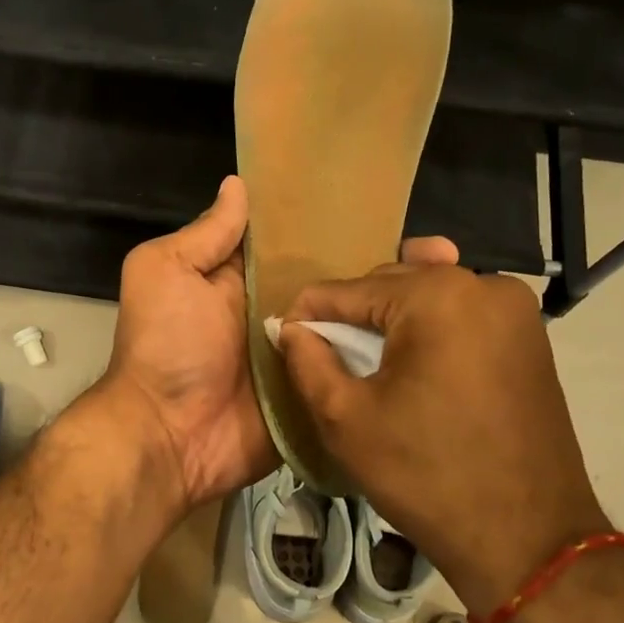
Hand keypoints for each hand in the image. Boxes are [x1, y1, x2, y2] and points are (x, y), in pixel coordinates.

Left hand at [100, 177, 467, 518]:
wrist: (170, 437)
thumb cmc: (166, 345)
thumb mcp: (166, 272)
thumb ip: (206, 235)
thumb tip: (238, 184)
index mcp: (246, 279)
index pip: (299, 243)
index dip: (337, 224)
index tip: (390, 206)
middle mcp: (280, 313)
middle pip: (337, 283)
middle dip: (385, 265)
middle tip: (446, 253)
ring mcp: (304, 356)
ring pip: (356, 325)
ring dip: (399, 309)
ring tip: (457, 284)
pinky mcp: (319, 394)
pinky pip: (356, 371)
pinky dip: (392, 358)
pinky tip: (447, 339)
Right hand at [277, 265, 609, 611]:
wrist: (528, 540)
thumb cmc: (426, 476)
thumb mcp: (344, 419)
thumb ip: (306, 360)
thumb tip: (289, 327)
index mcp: (436, 296)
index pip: (346, 290)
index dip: (307, 315)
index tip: (284, 341)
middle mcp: (482, 284)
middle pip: (389, 284)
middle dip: (352, 316)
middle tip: (326, 358)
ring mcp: (515, 308)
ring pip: (427, 295)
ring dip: (391, 319)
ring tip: (366, 359)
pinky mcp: (530, 335)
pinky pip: (461, 314)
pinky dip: (430, 328)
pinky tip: (413, 359)